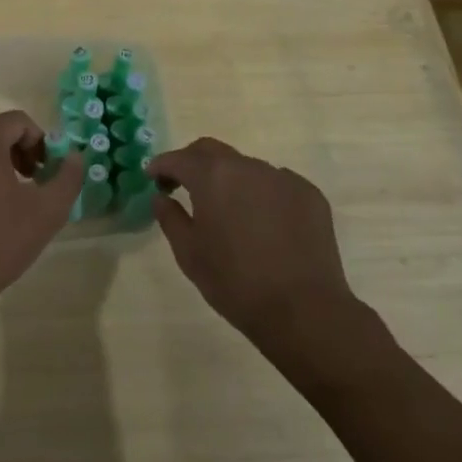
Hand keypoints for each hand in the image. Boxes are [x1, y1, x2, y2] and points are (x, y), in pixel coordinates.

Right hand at [148, 138, 375, 364]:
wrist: (303, 310)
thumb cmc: (235, 282)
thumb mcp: (189, 254)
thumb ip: (170, 218)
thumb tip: (162, 197)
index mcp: (213, 176)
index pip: (179, 159)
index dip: (162, 165)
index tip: (153, 177)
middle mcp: (247, 166)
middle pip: (212, 151)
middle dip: (193, 162)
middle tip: (183, 185)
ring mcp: (282, 177)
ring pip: (246, 168)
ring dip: (230, 180)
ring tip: (228, 210)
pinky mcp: (309, 194)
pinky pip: (276, 184)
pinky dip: (262, 194)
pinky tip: (263, 223)